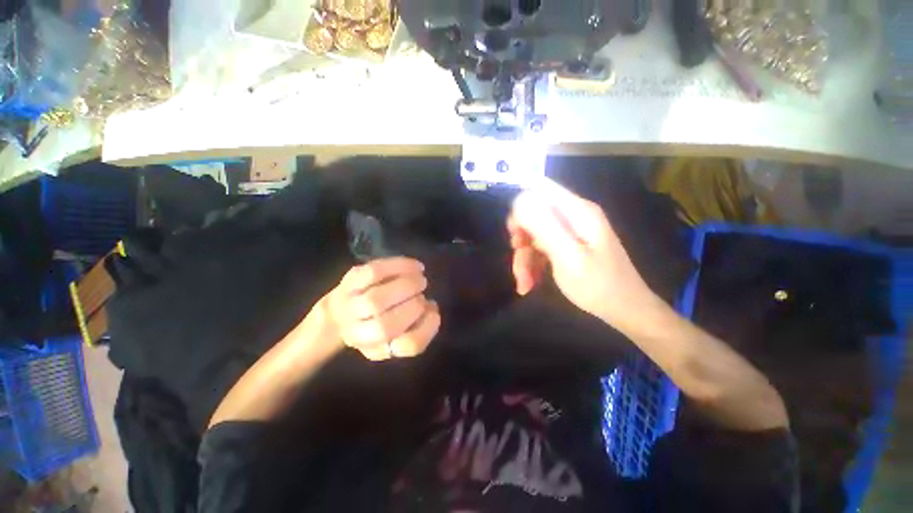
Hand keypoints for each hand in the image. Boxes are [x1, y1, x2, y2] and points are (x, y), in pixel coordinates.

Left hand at [324, 257, 439, 360]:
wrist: (337, 314)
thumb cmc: (375, 325)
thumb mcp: (395, 339)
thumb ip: (418, 329)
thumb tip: (431, 307)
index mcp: (378, 349)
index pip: (407, 346)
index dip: (427, 327)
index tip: (434, 312)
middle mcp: (358, 334)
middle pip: (386, 326)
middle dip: (414, 306)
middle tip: (423, 293)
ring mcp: (350, 306)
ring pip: (376, 300)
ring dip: (407, 285)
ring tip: (420, 278)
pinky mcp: (350, 281)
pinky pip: (374, 272)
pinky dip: (400, 266)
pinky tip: (415, 266)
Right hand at [508, 178, 654, 323]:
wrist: (625, 310)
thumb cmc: (599, 285)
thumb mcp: (568, 257)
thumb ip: (544, 227)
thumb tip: (519, 201)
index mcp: (577, 211)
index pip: (539, 188)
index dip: (520, 205)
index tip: (514, 233)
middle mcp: (572, 216)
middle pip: (532, 215)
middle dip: (520, 240)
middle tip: (517, 263)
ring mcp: (570, 231)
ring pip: (533, 235)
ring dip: (524, 259)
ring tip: (525, 284)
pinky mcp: (567, 245)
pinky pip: (540, 248)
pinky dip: (532, 265)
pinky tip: (530, 284)